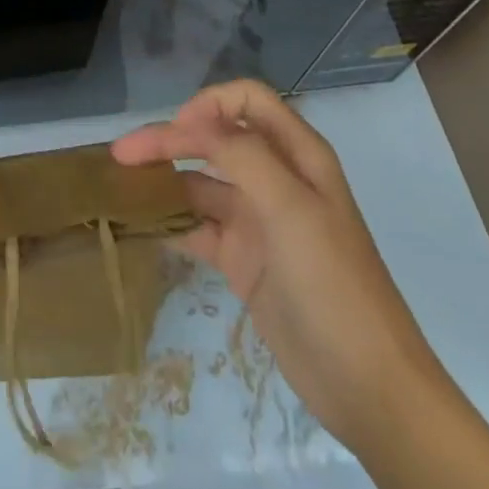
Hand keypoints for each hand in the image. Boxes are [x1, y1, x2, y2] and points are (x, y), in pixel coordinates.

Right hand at [112, 81, 488, 488]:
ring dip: (165, 179)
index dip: (209, 104)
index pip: (247, 102)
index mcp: (297, 155)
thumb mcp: (291, 208)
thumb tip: (195, 119)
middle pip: (215, 139)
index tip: (177, 130)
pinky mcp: (243, 260)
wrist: (367, 386)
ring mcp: (258, 220)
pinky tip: (141, 224)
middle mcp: (275, 178)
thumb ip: (243, 155)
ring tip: (121, 187)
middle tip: (122, 155)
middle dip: (171, 139)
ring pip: (201, 183)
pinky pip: (198, 227)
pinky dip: (170, 221)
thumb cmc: (332, 282)